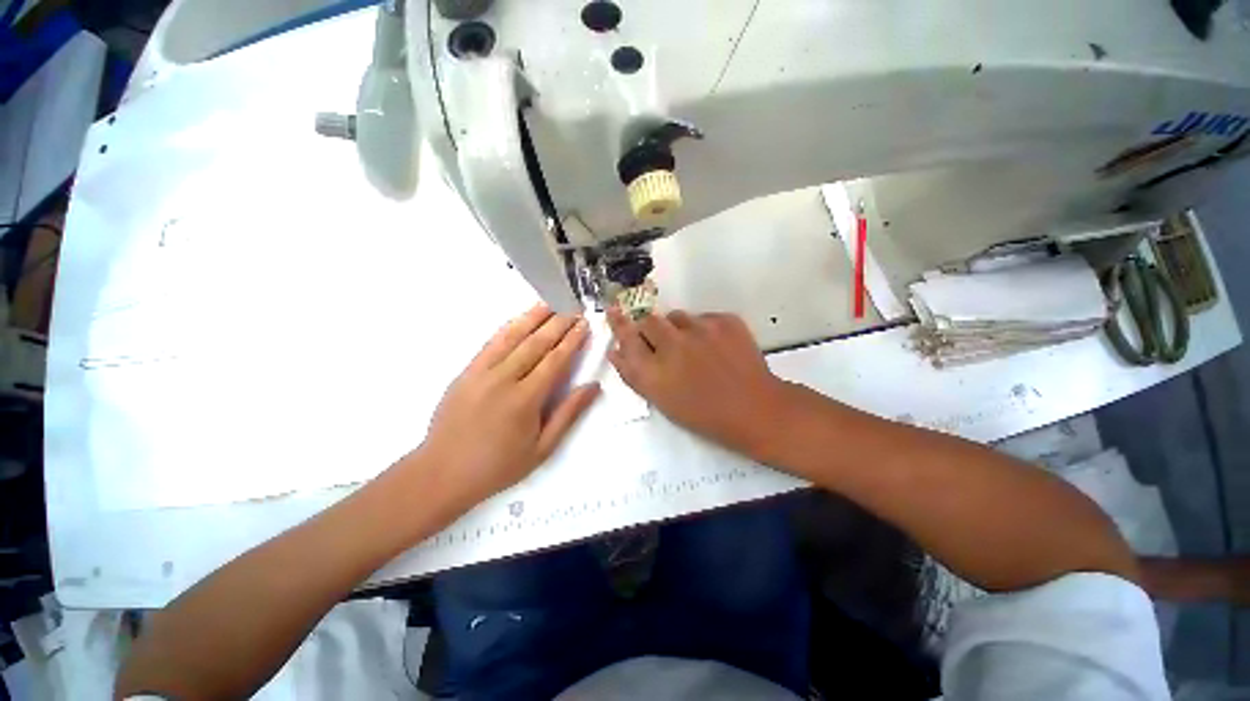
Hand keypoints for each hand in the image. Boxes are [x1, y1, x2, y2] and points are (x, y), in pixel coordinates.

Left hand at [417, 304, 600, 509]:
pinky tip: (519, 320)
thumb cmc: (498, 465)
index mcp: (525, 399)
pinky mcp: (466, 372)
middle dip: (558, 324)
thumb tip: (593, 386)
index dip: (572, 340)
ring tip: (550, 303)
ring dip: (533, 317)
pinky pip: (491, 343)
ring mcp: (481, 372)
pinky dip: (508, 328)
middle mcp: (504, 379)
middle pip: (536, 343)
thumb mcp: (542, 448)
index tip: (584, 325)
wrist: (442, 472)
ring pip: (512, 336)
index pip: (555, 360)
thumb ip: (569, 413)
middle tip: (573, 308)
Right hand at [607, 308, 794, 460]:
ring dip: (678, 328)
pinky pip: (704, 317)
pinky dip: (704, 329)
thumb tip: (616, 350)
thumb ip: (633, 374)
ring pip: (677, 317)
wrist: (754, 409)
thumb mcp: (661, 400)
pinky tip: (717, 347)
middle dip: (651, 328)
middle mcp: (672, 344)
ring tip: (695, 347)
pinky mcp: (725, 321)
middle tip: (664, 343)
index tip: (614, 310)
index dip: (618, 322)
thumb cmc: (702, 413)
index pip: (626, 336)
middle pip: (648, 320)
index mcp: (654, 370)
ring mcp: (701, 329)